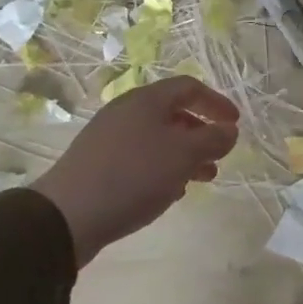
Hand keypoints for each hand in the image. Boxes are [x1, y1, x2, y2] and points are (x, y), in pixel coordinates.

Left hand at [33, 76, 238, 265]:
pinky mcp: (98, 164)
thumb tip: (229, 130)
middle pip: (173, 113)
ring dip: (184, 155)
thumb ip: (213, 139)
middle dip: (201, 134)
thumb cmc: (134, 175)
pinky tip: (168, 192)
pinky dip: (161, 169)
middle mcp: (126, 111)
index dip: (216, 103)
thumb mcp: (184, 155)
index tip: (235, 124)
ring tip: (201, 179)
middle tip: (219, 156)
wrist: (67, 215)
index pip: (189, 87)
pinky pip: (140, 158)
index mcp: (147, 100)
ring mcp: (109, 138)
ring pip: (157, 139)